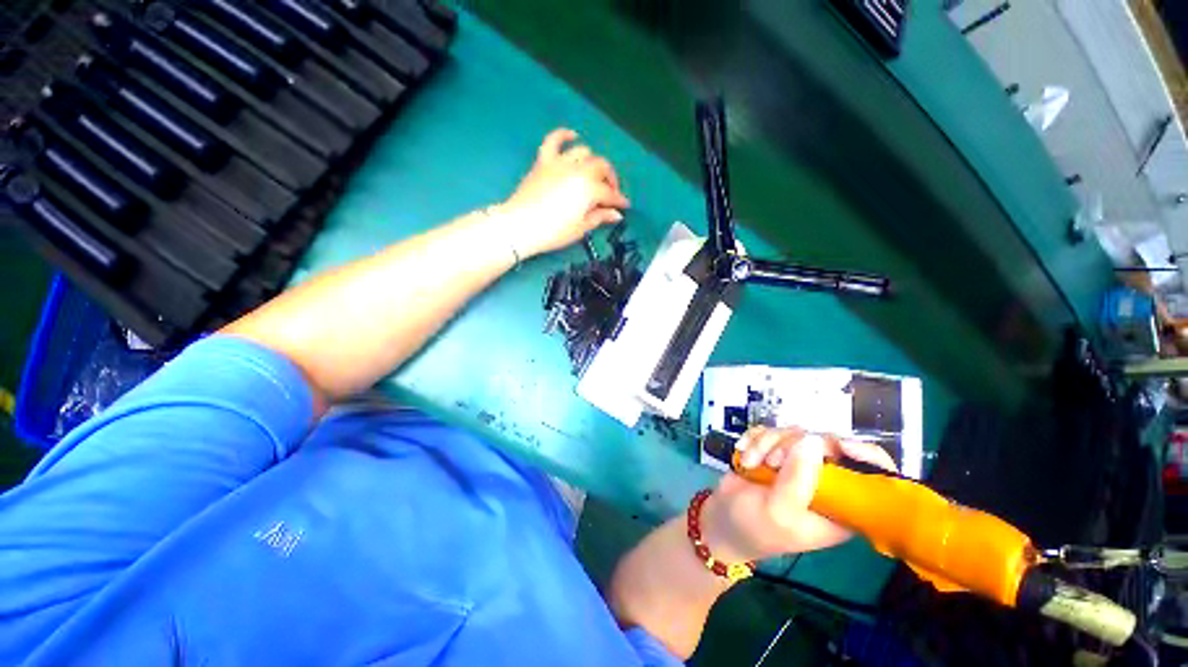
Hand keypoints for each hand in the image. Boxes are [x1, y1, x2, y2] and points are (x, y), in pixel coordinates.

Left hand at [496, 128, 629, 257]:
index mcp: (589, 188)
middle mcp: (578, 169)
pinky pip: (554, 140)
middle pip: (601, 167)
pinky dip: (564, 135)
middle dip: (610, 180)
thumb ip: (600, 217)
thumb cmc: (553, 231)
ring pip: (583, 152)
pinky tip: (573, 135)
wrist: (520, 226)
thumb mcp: (581, 228)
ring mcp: (560, 162)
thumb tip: (616, 214)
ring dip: (592, 162)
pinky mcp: (543, 161)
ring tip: (593, 174)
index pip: (610, 193)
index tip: (624, 206)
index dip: (619, 200)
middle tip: (610, 194)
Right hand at [700, 427, 897, 562]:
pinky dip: (754, 439)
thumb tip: (813, 441)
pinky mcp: (775, 450)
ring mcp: (798, 462)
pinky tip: (744, 455)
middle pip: (825, 442)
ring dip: (765, 443)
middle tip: (771, 461)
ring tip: (750, 463)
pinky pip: (770, 431)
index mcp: (840, 504)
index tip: (838, 445)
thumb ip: (797, 480)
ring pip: (793, 433)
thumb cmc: (755, 527)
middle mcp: (824, 480)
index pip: (871, 476)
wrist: (722, 520)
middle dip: (791, 446)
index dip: (864, 455)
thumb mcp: (778, 512)